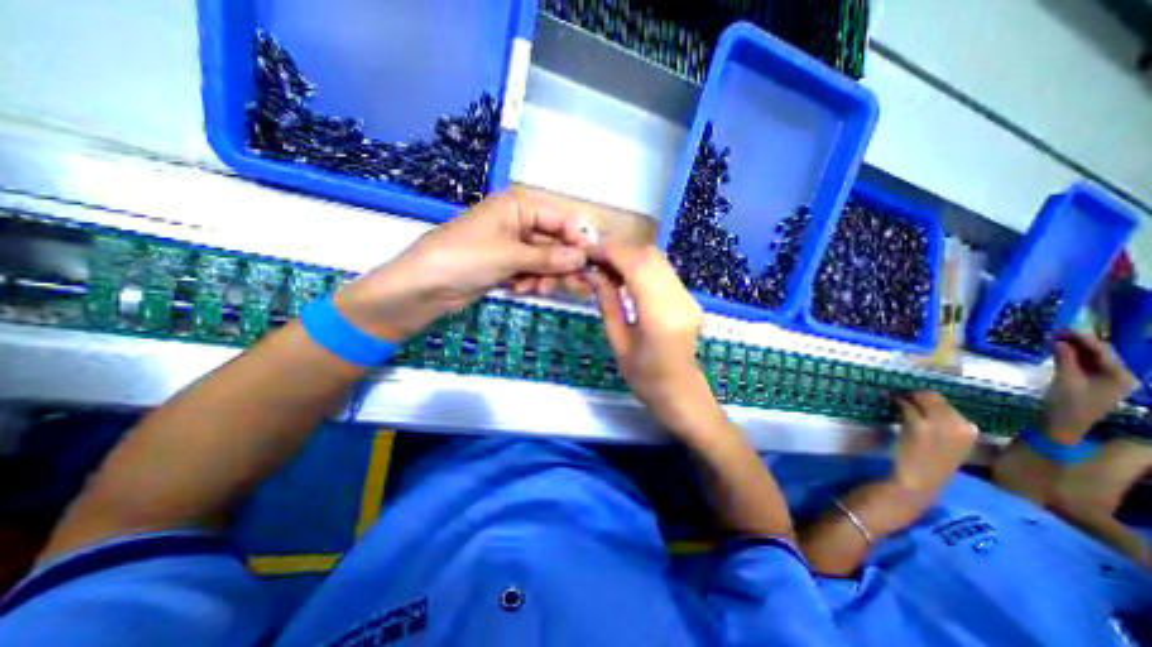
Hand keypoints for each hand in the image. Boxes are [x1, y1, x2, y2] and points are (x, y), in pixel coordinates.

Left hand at [332, 188, 585, 340]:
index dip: (576, 239)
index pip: (559, 218)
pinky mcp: (505, 266)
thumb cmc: (465, 258)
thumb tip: (582, 258)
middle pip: (554, 242)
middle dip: (562, 264)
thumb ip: (549, 258)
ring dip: (546, 276)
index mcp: (517, 207)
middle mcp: (517, 223)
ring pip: (544, 260)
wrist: (424, 287)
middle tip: (576, 285)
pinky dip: (530, 282)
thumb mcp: (510, 255)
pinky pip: (530, 272)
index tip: (589, 261)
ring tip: (538, 289)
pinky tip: (520, 290)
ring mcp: (511, 246)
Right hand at [590, 244, 717, 421]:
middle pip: (649, 256)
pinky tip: (625, 276)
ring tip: (606, 267)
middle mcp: (679, 300)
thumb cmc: (645, 378)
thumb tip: (592, 273)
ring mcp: (689, 297)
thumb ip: (607, 303)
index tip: (588, 252)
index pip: (636, 266)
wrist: (681, 393)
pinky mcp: (690, 298)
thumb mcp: (618, 342)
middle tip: (594, 259)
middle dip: (619, 251)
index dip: (611, 252)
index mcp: (660, 317)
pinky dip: (642, 265)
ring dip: (630, 256)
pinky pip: (664, 270)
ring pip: (658, 259)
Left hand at [884, 388, 975, 499]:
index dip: (927, 399)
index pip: (947, 403)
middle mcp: (960, 425)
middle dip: (915, 394)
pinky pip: (907, 405)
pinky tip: (891, 401)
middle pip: (934, 397)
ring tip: (894, 397)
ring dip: (906, 396)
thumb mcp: (947, 442)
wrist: (919, 481)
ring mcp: (940, 425)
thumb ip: (943, 423)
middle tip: (900, 395)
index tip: (914, 398)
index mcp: (970, 430)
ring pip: (920, 398)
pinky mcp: (920, 425)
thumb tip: (921, 400)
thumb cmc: (929, 462)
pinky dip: (897, 401)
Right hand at [1042, 333, 1135, 443]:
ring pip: (1092, 358)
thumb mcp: (1064, 379)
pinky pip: (1085, 364)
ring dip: (1074, 347)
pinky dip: (1072, 355)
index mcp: (1120, 376)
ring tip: (1054, 337)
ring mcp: (1107, 380)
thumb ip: (1065, 359)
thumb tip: (1060, 340)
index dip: (1084, 338)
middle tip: (1056, 331)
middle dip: (1080, 342)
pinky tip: (1058, 349)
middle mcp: (1120, 376)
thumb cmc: (1067, 403)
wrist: (1063, 423)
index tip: (1063, 327)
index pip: (1103, 351)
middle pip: (1101, 354)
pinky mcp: (1093, 382)